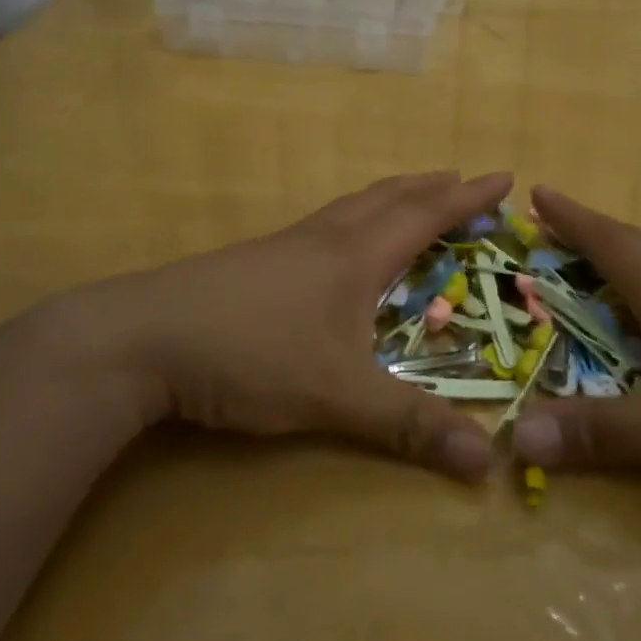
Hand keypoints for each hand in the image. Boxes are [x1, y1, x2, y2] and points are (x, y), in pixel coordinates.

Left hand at [53, 171, 509, 480]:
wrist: (139, 340)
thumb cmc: (250, 355)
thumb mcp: (337, 397)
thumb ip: (410, 426)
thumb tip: (489, 463)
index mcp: (354, 256)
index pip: (425, 215)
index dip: (466, 198)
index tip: (502, 177)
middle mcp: (323, 240)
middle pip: (387, 198)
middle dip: (430, 187)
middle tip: (460, 178)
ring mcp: (282, 247)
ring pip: (349, 207)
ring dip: (389, 197)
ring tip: (408, 198)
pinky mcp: (251, 263)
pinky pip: (321, 225)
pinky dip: (351, 218)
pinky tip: (334, 244)